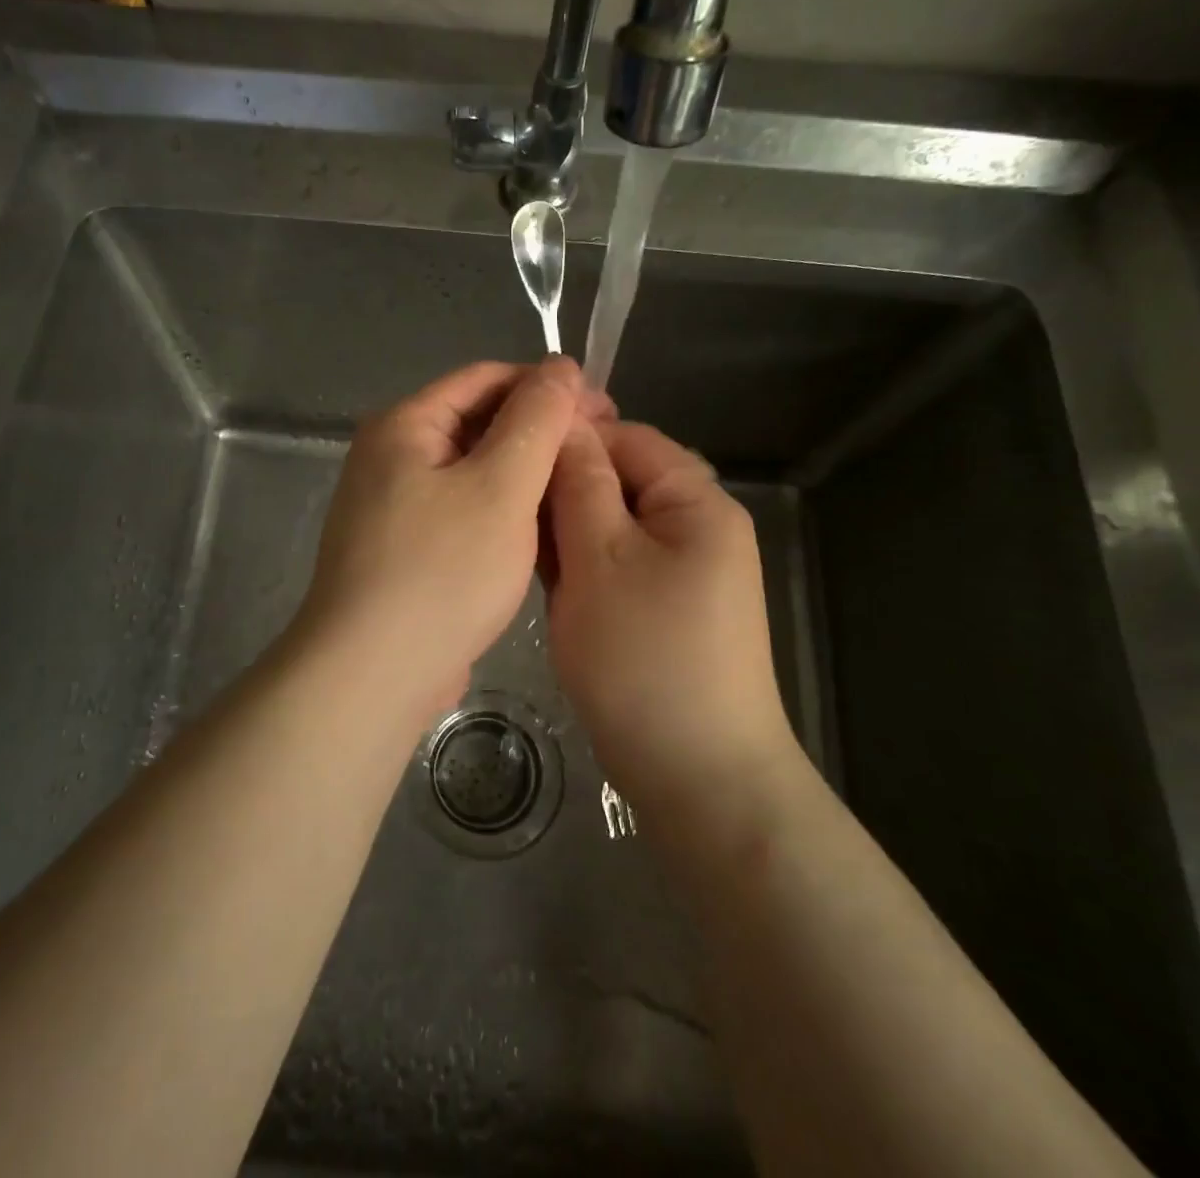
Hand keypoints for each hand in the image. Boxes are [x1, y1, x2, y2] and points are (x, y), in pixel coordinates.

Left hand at [295, 358, 593, 721]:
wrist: (373, 673)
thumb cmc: (442, 571)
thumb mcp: (501, 485)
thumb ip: (536, 419)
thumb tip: (560, 365)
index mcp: (405, 425)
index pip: (486, 379)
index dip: (547, 386)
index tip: (605, 409)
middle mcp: (391, 456)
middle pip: (477, 423)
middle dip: (539, 433)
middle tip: (600, 454)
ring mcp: (394, 506)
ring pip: (473, 472)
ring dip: (524, 476)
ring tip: (579, 491)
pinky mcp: (405, 549)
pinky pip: (462, 511)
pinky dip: (501, 512)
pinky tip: (539, 531)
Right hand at [544, 419, 798, 820]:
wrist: (695, 776)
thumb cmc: (644, 656)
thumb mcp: (600, 557)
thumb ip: (579, 483)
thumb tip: (565, 422)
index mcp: (696, 503)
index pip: (627, 439)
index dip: (569, 438)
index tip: (508, 454)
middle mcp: (695, 528)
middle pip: (619, 482)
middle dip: (562, 490)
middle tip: (502, 507)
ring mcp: (680, 573)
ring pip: (609, 527)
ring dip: (565, 531)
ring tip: (513, 542)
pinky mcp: (660, 609)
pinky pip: (613, 566)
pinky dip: (579, 567)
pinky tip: (539, 578)